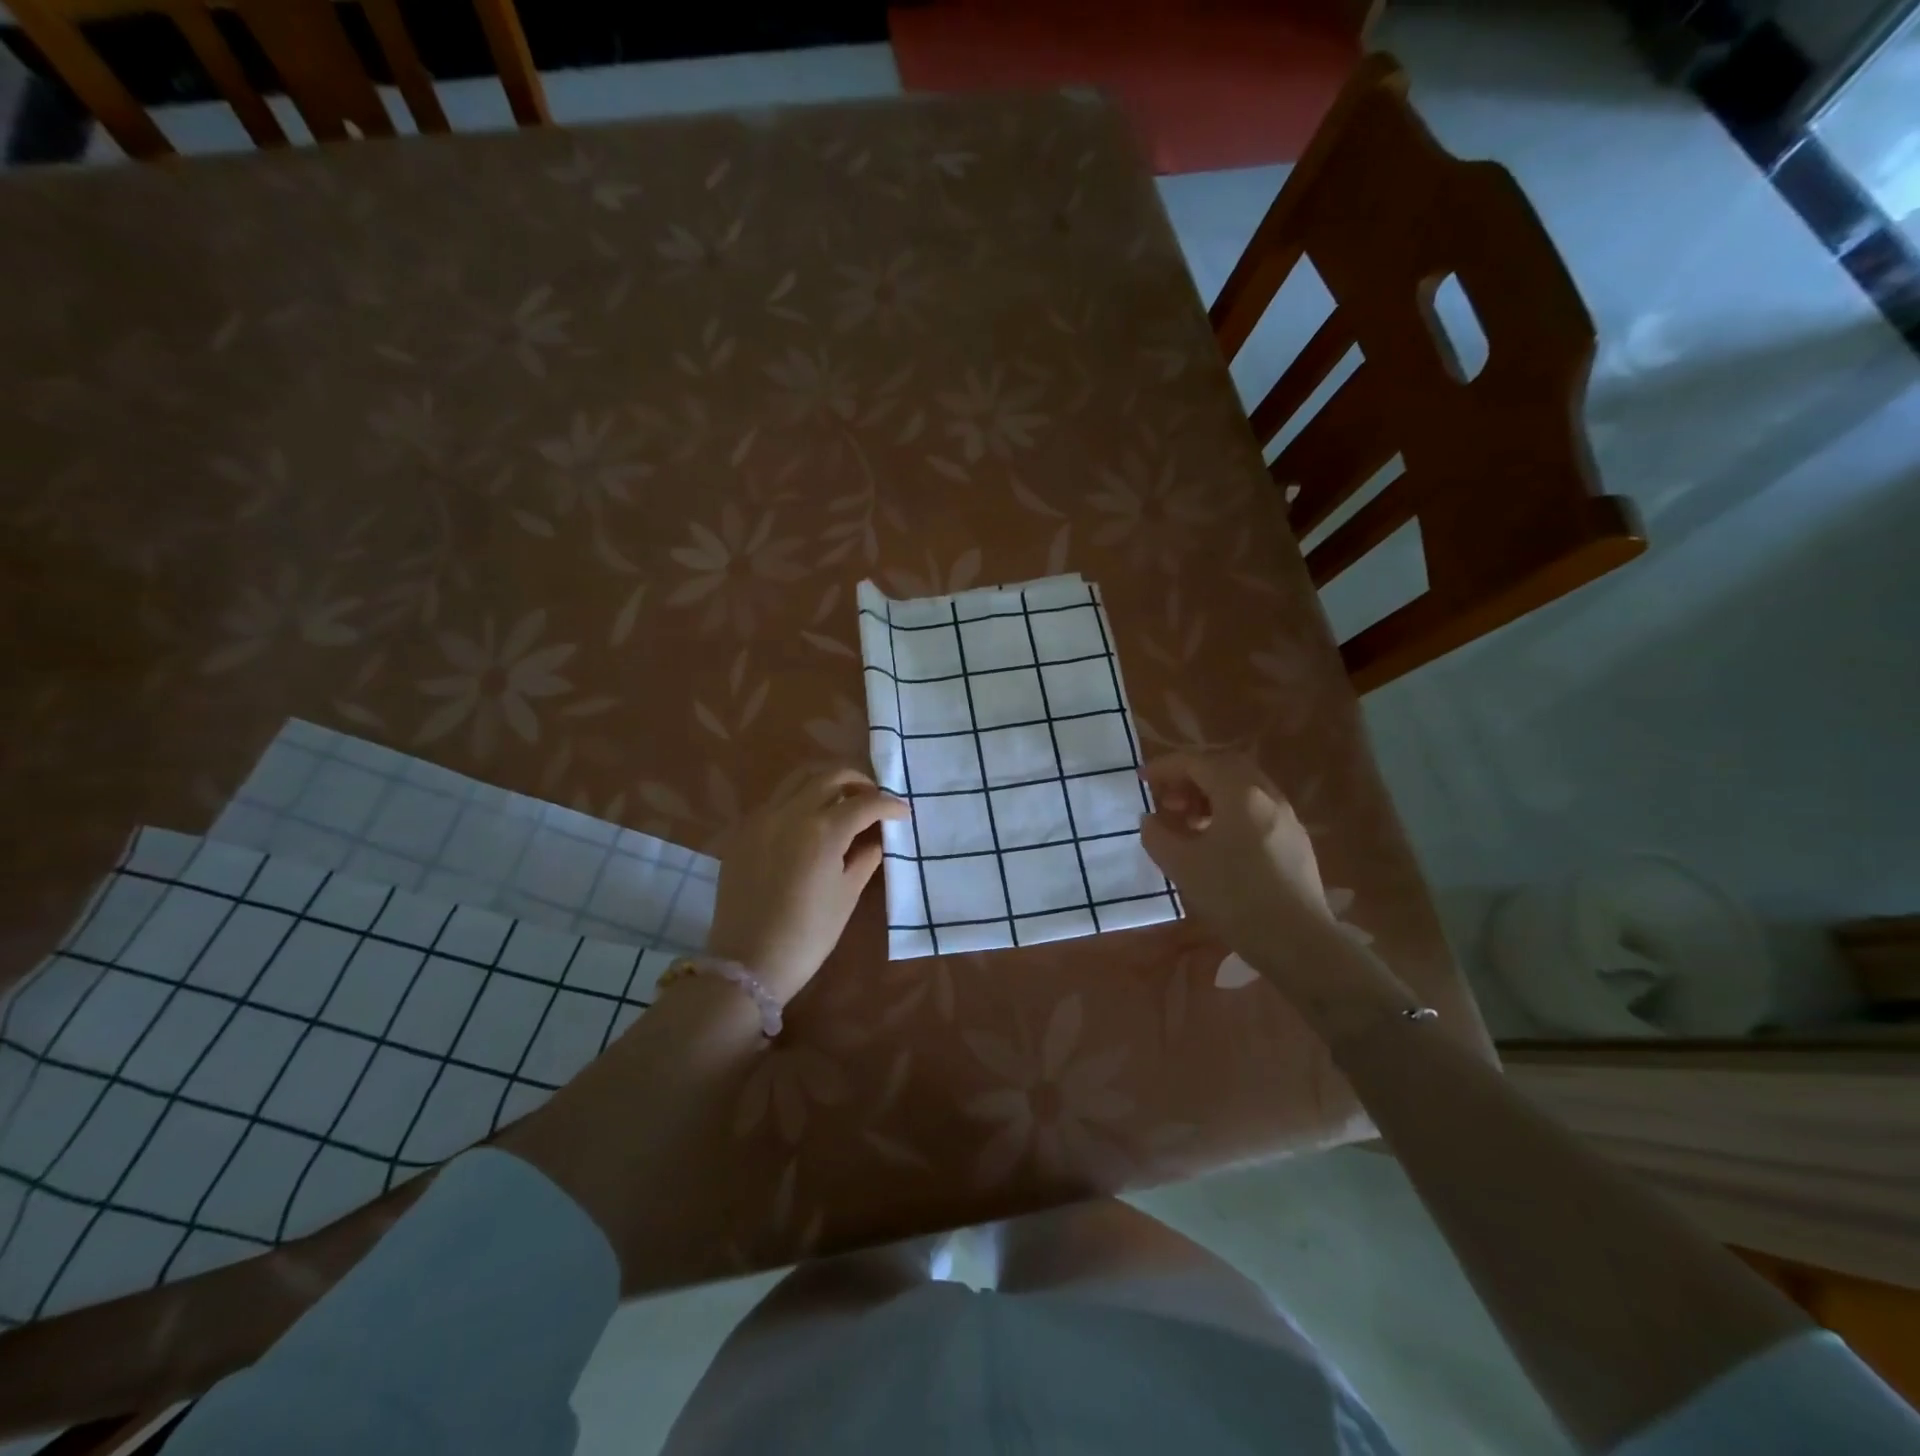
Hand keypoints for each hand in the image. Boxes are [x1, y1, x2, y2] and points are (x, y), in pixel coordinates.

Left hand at [705, 767, 908, 1000]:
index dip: (889, 804)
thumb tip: (877, 838)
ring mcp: (762, 818)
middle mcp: (791, 813)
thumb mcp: (847, 895)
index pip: (865, 803)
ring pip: (799, 779)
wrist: (748, 961)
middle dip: (858, 781)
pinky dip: (800, 798)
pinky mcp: (744, 831)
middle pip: (830, 776)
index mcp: (823, 830)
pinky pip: (777, 799)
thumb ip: (865, 857)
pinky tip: (810, 820)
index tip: (903, 812)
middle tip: (874, 797)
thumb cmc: (808, 934)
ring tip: (843, 799)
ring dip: (827, 781)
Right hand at [1139, 751, 1341, 978]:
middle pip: (1224, 768)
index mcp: (1240, 793)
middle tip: (1168, 800)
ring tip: (1188, 823)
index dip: (1165, 767)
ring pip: (1243, 789)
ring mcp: (1287, 818)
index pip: (1197, 763)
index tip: (1142, 781)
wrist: (1298, 942)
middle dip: (1191, 777)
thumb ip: (1158, 835)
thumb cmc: (1235, 897)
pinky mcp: (1295, 842)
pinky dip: (1230, 812)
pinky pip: (1256, 810)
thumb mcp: (1182, 866)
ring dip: (1210, 795)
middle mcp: (1267, 796)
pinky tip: (1217, 843)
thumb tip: (1151, 820)